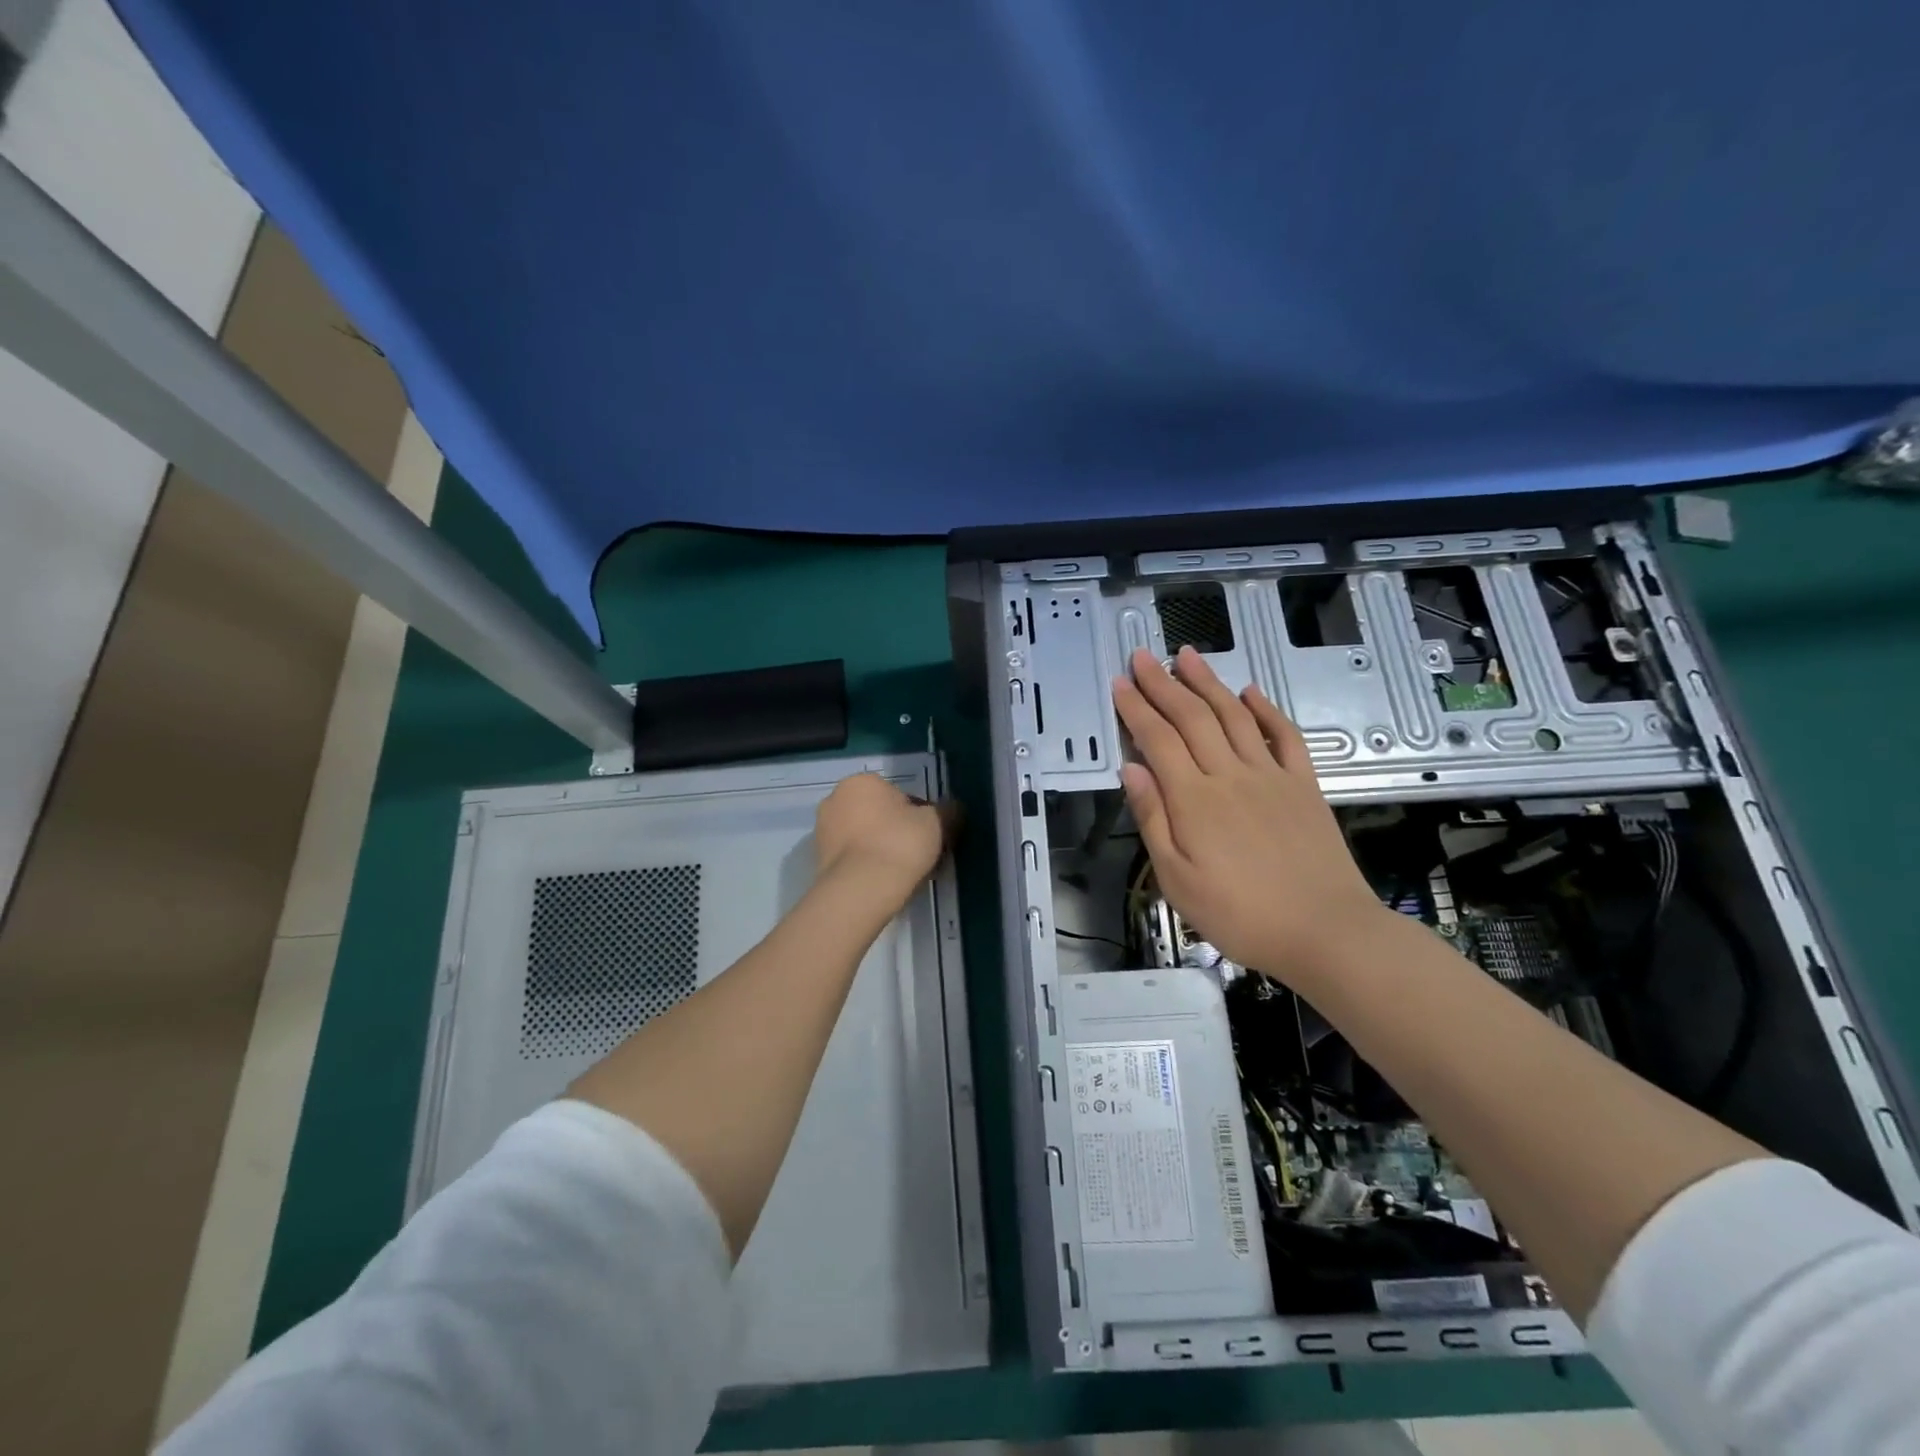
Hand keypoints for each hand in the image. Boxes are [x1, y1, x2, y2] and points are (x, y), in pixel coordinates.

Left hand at [813, 772, 950, 906]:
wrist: (861, 889)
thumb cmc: (899, 844)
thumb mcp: (937, 823)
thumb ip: (948, 811)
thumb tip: (953, 809)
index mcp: (862, 782)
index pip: (899, 795)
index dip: (918, 816)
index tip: (928, 837)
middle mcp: (835, 799)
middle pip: (877, 814)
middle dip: (895, 830)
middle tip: (916, 855)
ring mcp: (822, 831)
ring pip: (863, 837)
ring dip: (879, 848)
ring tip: (901, 873)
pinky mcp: (818, 860)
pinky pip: (851, 858)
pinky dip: (865, 865)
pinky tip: (882, 883)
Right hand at [1111, 646, 1385, 984]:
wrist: (1326, 932)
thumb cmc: (1241, 915)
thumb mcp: (1178, 880)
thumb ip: (1153, 819)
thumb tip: (1131, 769)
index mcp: (1194, 799)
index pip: (1157, 740)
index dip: (1136, 708)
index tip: (1120, 682)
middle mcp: (1230, 775)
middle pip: (1192, 717)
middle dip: (1164, 683)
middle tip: (1143, 656)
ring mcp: (1271, 776)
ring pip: (1234, 716)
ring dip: (1208, 683)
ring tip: (1187, 656)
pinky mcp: (1304, 786)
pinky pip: (1284, 737)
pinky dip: (1266, 710)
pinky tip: (1250, 692)